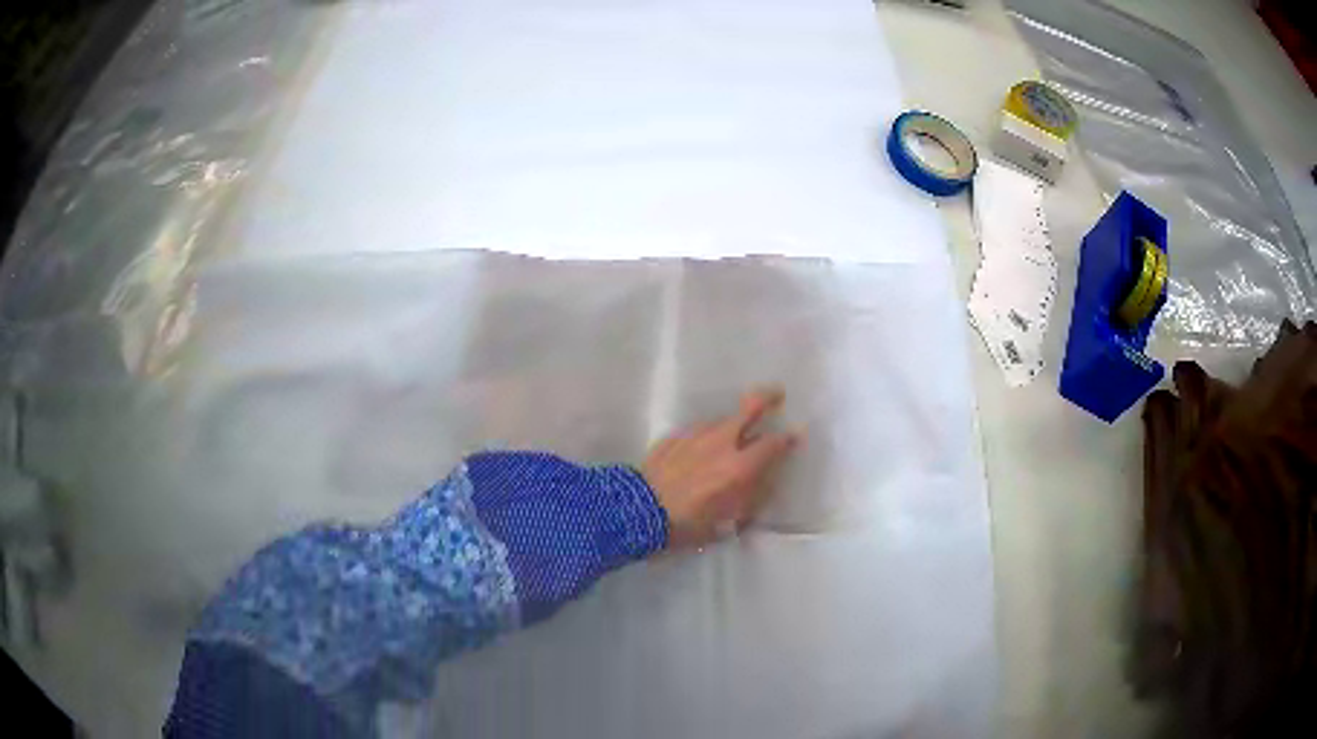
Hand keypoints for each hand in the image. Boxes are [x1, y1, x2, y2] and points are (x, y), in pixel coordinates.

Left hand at [641, 388, 798, 548]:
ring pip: (722, 421)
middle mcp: (722, 442)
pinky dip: (706, 438)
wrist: (638, 511)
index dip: (788, 439)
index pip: (773, 444)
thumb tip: (760, 485)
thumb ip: (748, 500)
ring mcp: (696, 434)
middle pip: (751, 408)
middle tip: (777, 394)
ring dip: (731, 426)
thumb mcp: (726, 522)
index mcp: (740, 466)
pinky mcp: (674, 436)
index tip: (796, 434)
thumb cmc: (687, 523)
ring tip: (730, 439)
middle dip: (767, 398)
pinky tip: (700, 451)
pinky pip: (698, 432)